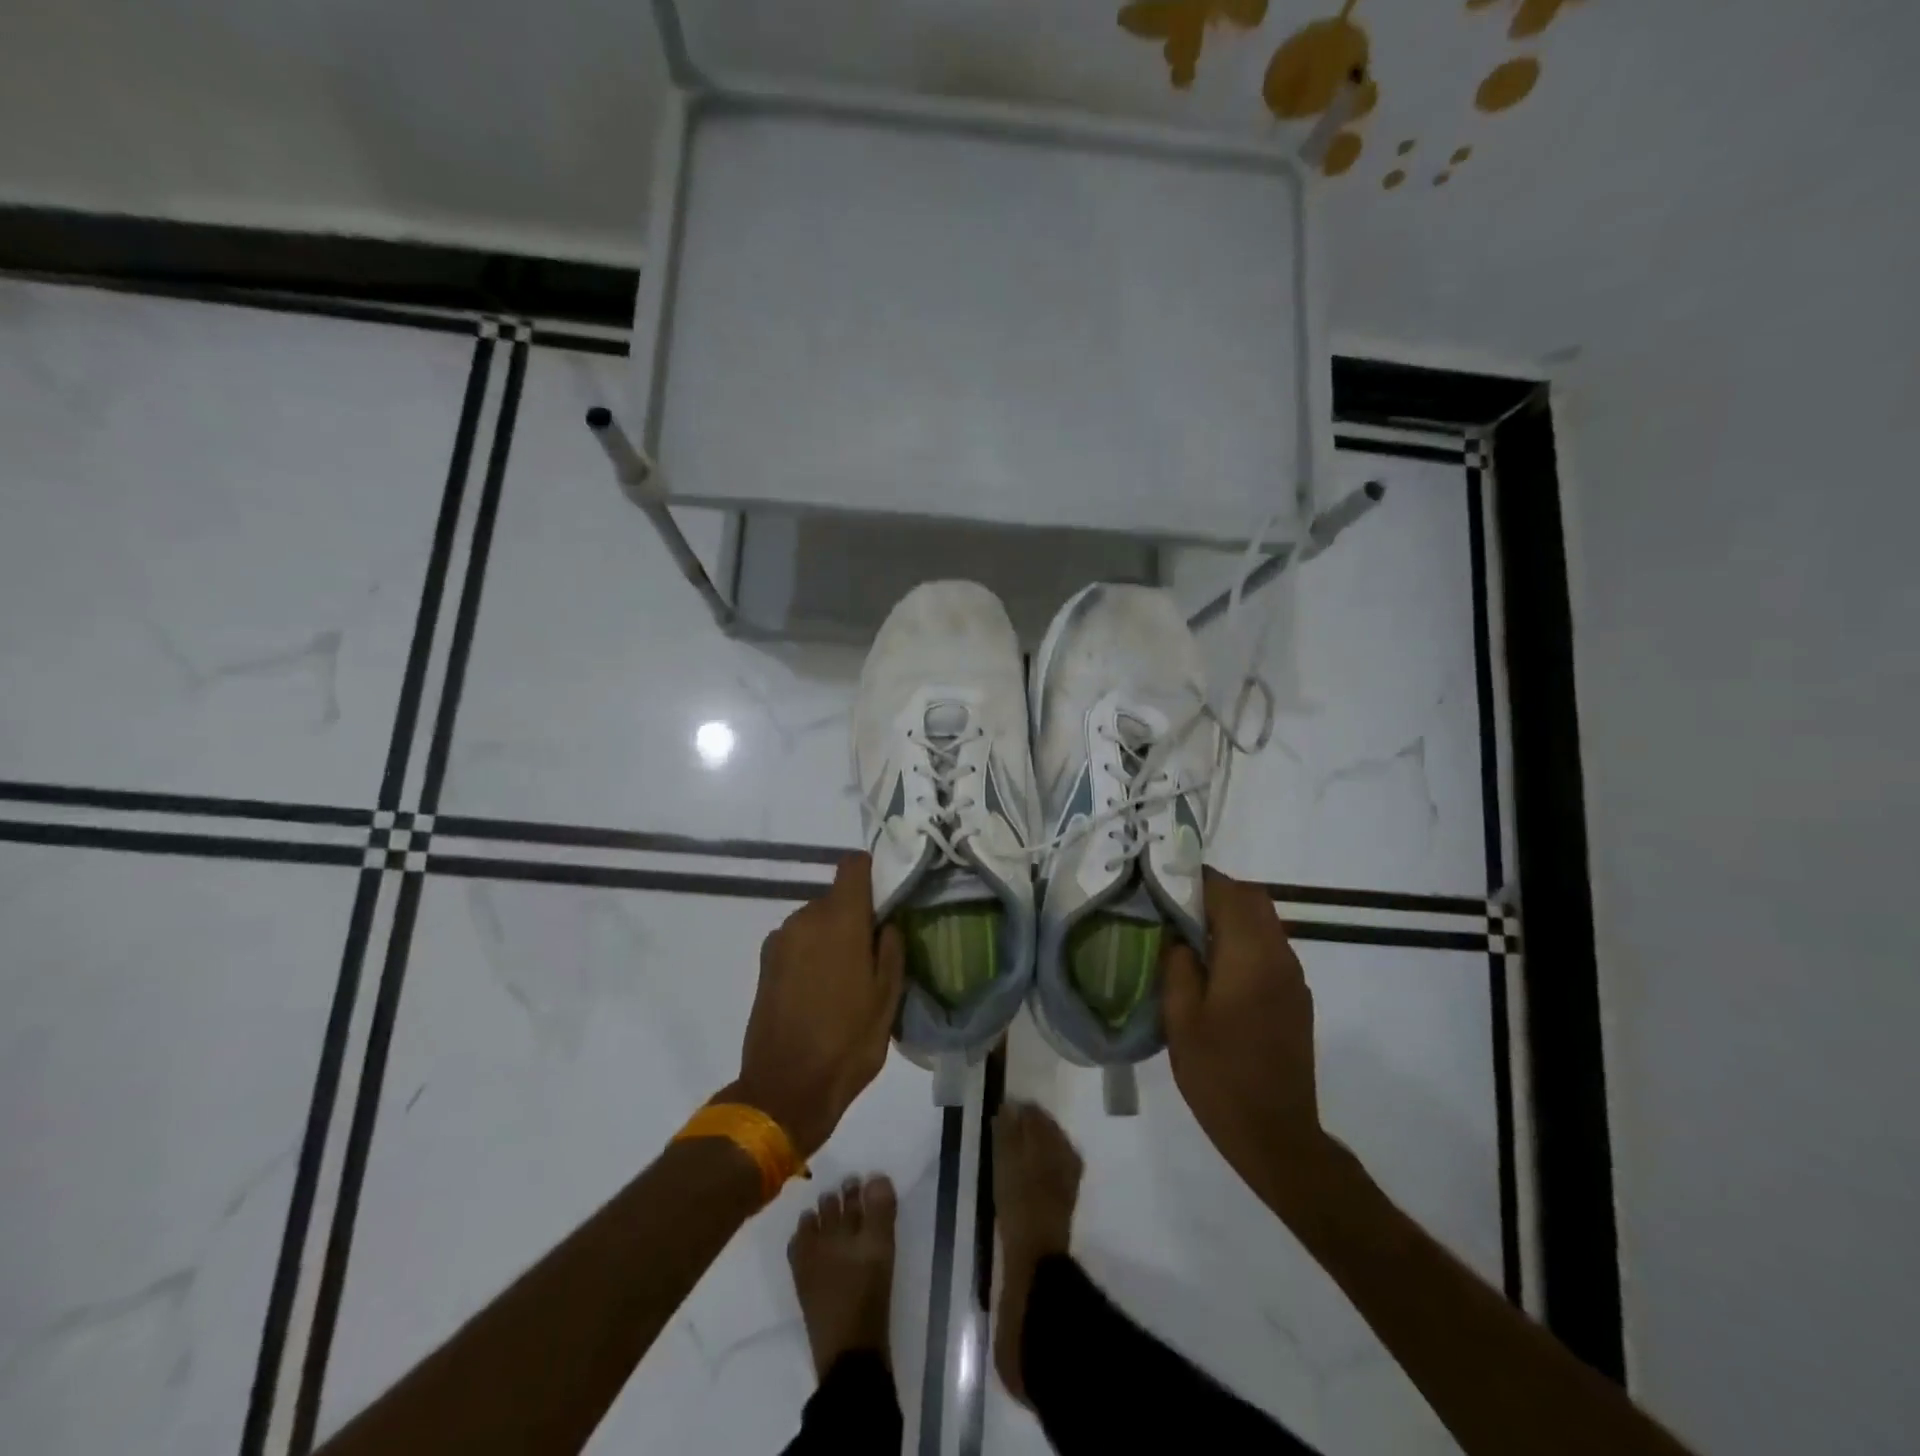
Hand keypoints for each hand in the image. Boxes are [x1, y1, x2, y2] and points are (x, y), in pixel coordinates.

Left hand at [726, 855, 904, 1157]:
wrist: (785, 1090)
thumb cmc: (847, 1042)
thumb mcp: (887, 998)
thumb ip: (891, 949)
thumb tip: (886, 922)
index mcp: (839, 919)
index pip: (853, 865)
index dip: (872, 872)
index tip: (887, 897)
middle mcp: (805, 918)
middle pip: (836, 897)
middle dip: (856, 915)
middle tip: (873, 951)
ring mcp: (780, 940)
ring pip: (816, 920)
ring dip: (832, 936)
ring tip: (847, 978)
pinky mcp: (765, 963)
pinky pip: (798, 942)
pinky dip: (812, 953)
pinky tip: (821, 991)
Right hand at [1162, 868, 1325, 1202]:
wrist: (1276, 1135)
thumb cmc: (1219, 1075)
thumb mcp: (1181, 1019)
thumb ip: (1177, 965)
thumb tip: (1176, 934)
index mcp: (1251, 956)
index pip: (1228, 892)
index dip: (1196, 879)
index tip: (1163, 880)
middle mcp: (1280, 956)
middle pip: (1253, 899)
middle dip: (1215, 892)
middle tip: (1174, 904)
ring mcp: (1293, 977)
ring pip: (1264, 921)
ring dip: (1230, 915)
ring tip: (1188, 932)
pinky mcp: (1296, 997)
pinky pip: (1269, 947)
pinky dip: (1242, 938)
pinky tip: (1214, 965)